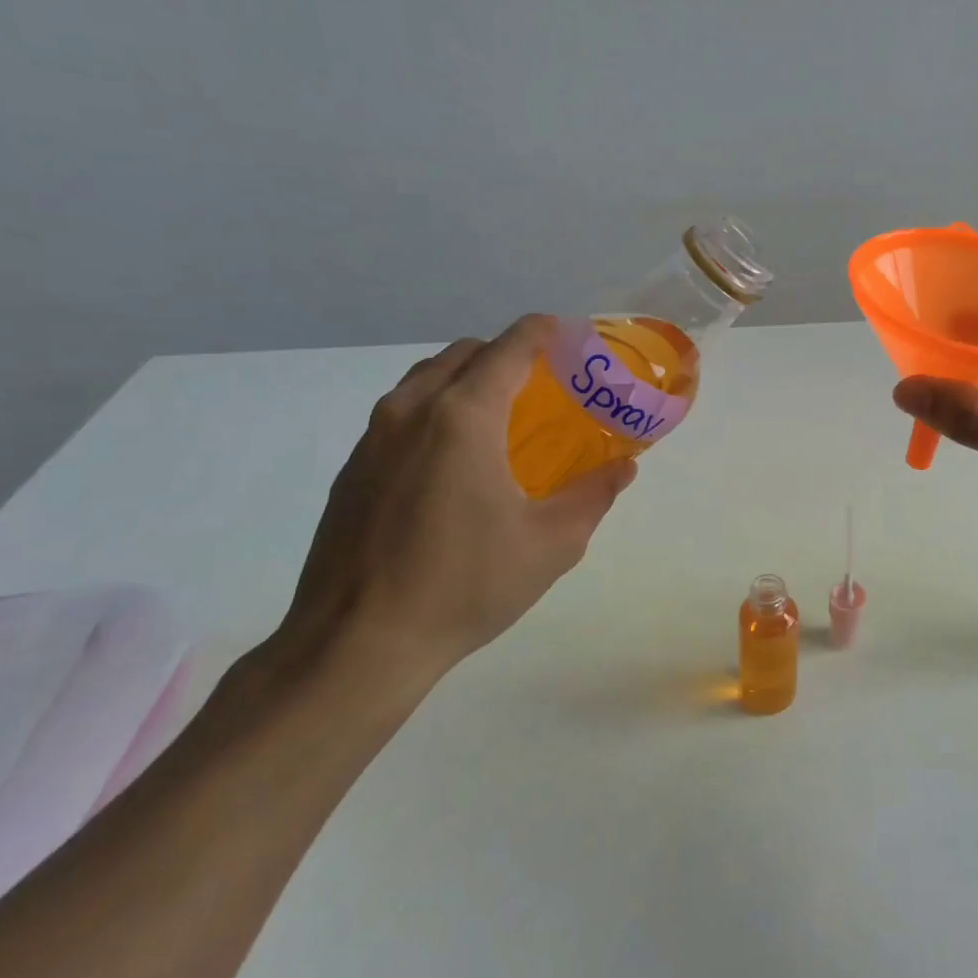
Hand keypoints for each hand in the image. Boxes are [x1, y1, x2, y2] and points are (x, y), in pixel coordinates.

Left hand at [276, 316, 635, 690]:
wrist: (357, 644)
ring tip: (500, 418)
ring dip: (467, 380)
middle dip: (507, 354)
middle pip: (464, 354)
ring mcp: (373, 439)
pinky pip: (400, 414)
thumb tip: (624, 467)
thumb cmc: (464, 585)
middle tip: (544, 385)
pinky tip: (454, 463)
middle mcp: (411, 411)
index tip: (571, 337)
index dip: (544, 332)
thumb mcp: (552, 543)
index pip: (509, 348)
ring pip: (425, 380)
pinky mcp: (353, 470)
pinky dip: (435, 411)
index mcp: (463, 417)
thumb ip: (594, 494)